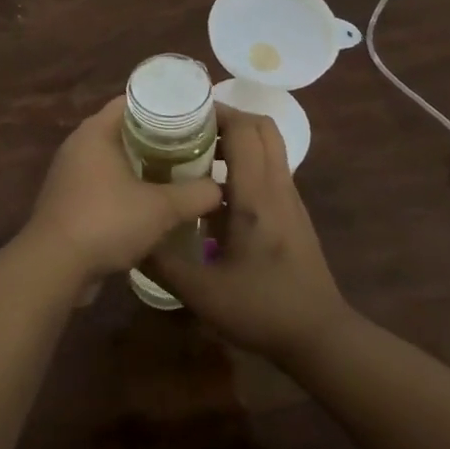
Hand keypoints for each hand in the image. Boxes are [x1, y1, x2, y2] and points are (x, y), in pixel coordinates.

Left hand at [22, 97, 222, 283]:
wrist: (54, 266)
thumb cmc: (106, 221)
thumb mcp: (161, 208)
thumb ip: (195, 195)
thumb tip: (218, 189)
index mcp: (96, 132)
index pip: (133, 101)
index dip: (164, 105)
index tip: (194, 116)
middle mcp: (79, 145)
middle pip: (125, 130)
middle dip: (158, 138)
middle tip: (193, 146)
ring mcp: (70, 173)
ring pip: (114, 159)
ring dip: (142, 165)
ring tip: (178, 173)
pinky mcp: (68, 200)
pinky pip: (104, 183)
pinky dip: (126, 187)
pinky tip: (151, 203)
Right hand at [145, 103, 353, 365]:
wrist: (319, 336)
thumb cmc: (262, 309)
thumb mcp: (202, 293)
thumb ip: (162, 262)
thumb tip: (130, 236)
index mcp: (256, 196)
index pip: (244, 130)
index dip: (215, 112)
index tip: (182, 114)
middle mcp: (277, 186)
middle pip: (261, 127)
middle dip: (227, 118)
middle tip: (189, 129)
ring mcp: (289, 198)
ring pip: (269, 145)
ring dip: (237, 138)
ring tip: (196, 152)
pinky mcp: (292, 211)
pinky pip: (270, 166)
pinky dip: (245, 160)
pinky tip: (215, 188)